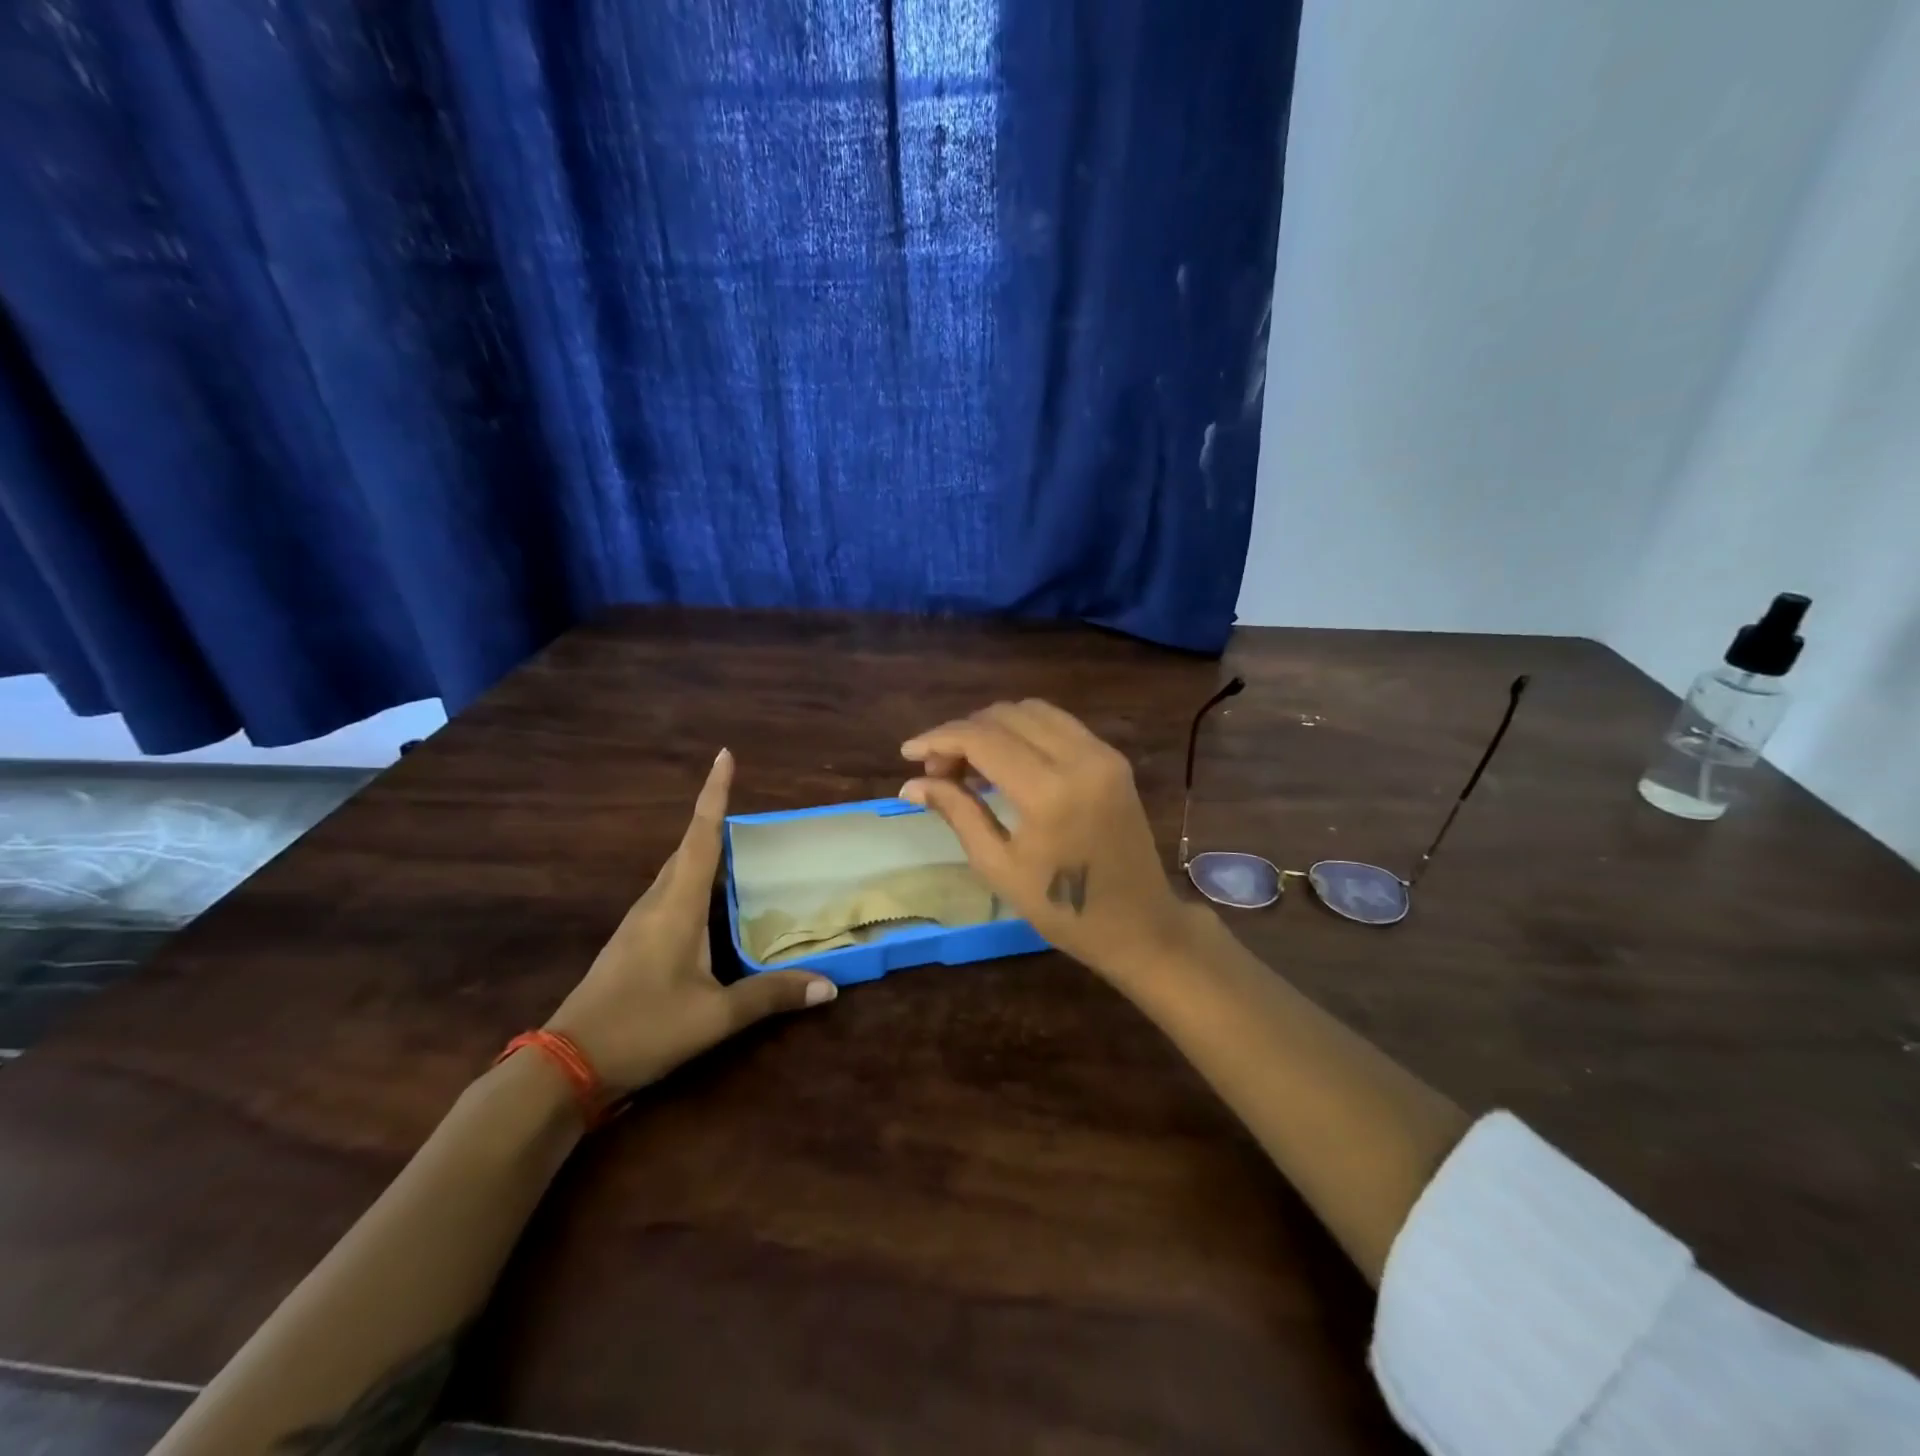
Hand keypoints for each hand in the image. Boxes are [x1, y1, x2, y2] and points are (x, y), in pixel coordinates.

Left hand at [544, 749, 836, 1094]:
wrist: (567, 1065)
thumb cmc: (644, 1028)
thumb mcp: (715, 1017)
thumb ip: (770, 996)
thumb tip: (830, 986)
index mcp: (676, 907)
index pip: (702, 837)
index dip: (714, 794)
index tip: (724, 755)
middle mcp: (656, 903)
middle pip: (688, 847)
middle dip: (714, 820)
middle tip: (749, 808)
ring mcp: (638, 923)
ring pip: (676, 872)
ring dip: (703, 852)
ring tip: (739, 850)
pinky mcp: (632, 942)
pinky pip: (669, 894)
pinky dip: (693, 883)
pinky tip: (709, 903)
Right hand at [899, 701, 1193, 979]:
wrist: (1140, 925)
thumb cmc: (1063, 911)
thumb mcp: (999, 866)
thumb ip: (958, 813)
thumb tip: (911, 785)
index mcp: (1049, 792)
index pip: (982, 739)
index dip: (939, 738)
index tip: (908, 753)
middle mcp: (1079, 758)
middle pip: (1005, 716)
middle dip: (963, 733)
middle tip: (939, 770)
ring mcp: (1102, 753)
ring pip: (1032, 711)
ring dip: (992, 727)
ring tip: (969, 765)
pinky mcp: (1112, 757)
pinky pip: (1058, 724)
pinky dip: (1023, 731)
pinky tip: (1005, 762)